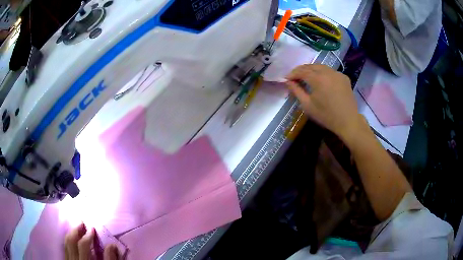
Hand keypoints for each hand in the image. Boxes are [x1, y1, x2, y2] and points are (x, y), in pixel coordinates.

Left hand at [64, 223, 118, 259]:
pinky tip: (71, 240)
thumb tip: (111, 245)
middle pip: (71, 242)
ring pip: (66, 245)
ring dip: (70, 235)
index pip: (83, 245)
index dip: (88, 236)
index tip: (92, 229)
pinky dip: (67, 243)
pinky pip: (64, 250)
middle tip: (81, 223)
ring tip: (75, 229)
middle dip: (75, 231)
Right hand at [286, 64, 365, 141]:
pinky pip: (330, 71)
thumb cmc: (326, 115)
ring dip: (312, 69)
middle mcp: (328, 72)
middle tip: (294, 76)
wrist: (348, 121)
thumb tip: (288, 82)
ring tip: (306, 76)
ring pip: (321, 67)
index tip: (286, 78)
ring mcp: (337, 73)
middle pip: (311, 66)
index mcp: (318, 79)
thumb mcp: (307, 105)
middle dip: (301, 70)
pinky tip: (321, 79)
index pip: (302, 71)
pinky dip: (323, 72)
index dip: (293, 74)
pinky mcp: (344, 77)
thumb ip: (297, 91)